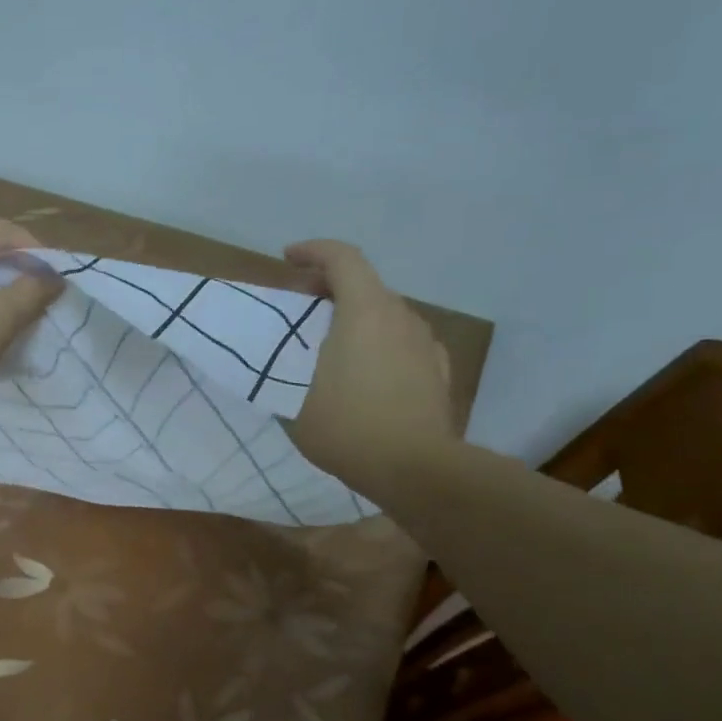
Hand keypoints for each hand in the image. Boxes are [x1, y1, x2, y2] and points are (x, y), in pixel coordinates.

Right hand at [285, 240, 454, 497]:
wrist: (415, 469)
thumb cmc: (347, 426)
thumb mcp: (294, 398)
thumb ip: (289, 369)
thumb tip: (283, 362)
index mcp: (365, 312)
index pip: (343, 259)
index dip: (313, 251)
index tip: (288, 258)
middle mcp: (401, 317)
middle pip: (365, 285)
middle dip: (330, 288)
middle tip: (302, 308)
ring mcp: (425, 344)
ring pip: (386, 315)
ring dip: (356, 319)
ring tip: (331, 347)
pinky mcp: (438, 371)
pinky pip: (402, 343)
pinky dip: (379, 344)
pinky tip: (366, 374)